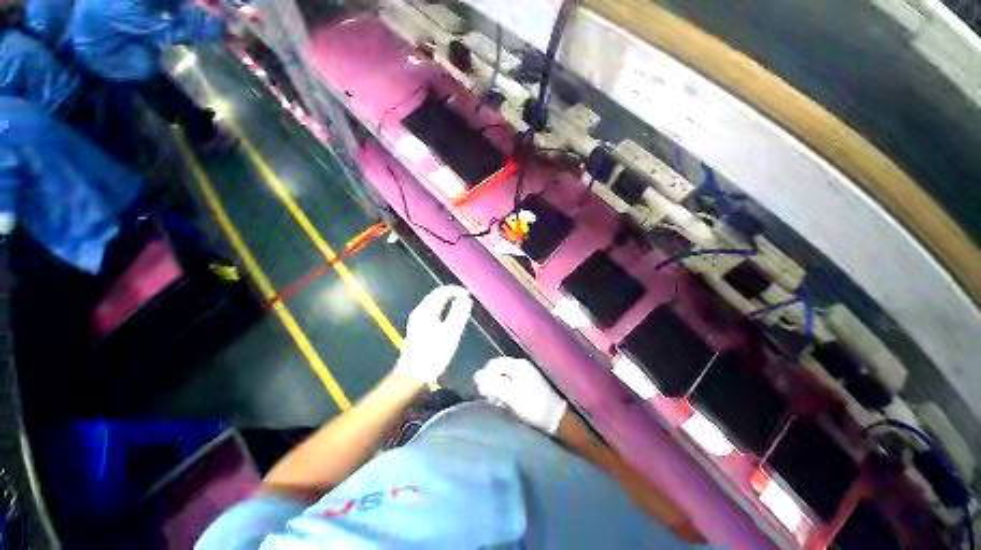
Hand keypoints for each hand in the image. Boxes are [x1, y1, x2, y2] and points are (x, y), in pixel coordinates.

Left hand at [395, 285, 472, 383]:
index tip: (468, 293)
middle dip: (451, 294)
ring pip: (433, 303)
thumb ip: (458, 313)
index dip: (455, 290)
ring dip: (446, 301)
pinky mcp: (417, 328)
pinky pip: (431, 310)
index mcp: (426, 310)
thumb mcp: (450, 333)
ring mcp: (417, 320)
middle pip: (436, 296)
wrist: (413, 374)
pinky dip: (442, 308)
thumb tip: (465, 299)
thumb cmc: (434, 353)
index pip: (441, 292)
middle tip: (465, 297)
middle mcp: (420, 311)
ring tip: (460, 304)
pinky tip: (448, 316)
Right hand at [474, 357, 567, 433]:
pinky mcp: (528, 387)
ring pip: (503, 379)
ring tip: (497, 405)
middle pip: (498, 371)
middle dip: (491, 384)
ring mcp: (526, 376)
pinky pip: (510, 386)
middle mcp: (521, 367)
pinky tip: (506, 406)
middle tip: (490, 400)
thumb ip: (493, 383)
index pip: (493, 364)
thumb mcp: (511, 395)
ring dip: (497, 391)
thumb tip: (476, 375)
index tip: (483, 393)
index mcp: (517, 365)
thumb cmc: (533, 406)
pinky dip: (505, 394)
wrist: (557, 420)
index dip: (485, 377)